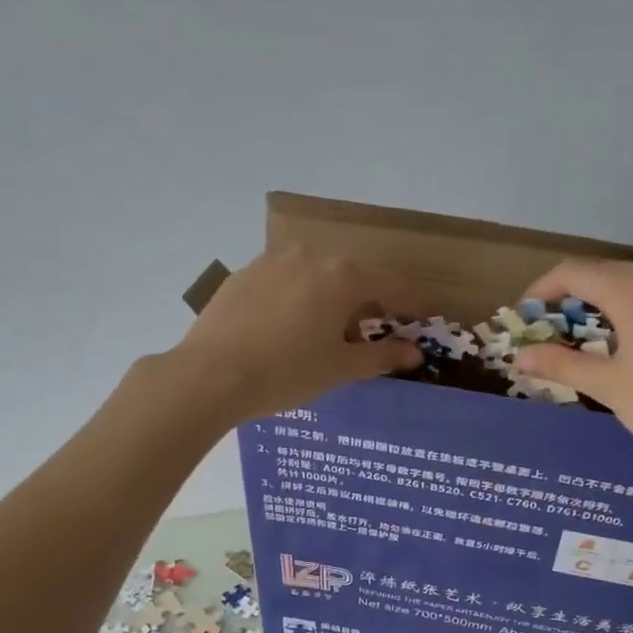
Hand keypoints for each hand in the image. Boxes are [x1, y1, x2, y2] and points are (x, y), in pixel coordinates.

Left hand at [160, 246, 423, 423]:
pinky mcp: (243, 274)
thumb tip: (414, 352)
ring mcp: (273, 262)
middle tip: (365, 339)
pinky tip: (282, 332)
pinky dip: (295, 301)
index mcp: (343, 277)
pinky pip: (283, 284)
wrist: (210, 375)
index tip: (422, 320)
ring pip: (315, 278)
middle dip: (365, 306)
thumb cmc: (287, 373)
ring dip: (328, 301)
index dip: (412, 305)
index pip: (392, 286)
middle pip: (352, 279)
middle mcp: (311, 257)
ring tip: (319, 338)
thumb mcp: (341, 368)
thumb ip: (383, 356)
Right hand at [513, 259, 632, 480]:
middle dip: (572, 295)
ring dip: (605, 300)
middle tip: (552, 328)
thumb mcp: (608, 387)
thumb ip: (560, 364)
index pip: (575, 272)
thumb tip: (518, 356)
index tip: (525, 316)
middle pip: (606, 272)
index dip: (542, 289)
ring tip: (589, 334)